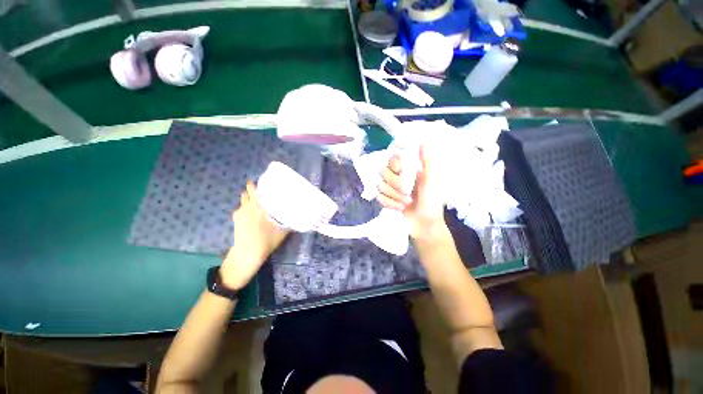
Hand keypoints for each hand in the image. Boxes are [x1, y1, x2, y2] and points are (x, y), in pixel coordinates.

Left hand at [220, 181, 289, 289]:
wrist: (248, 253)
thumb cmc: (266, 239)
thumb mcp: (283, 230)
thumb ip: (290, 221)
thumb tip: (300, 215)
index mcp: (257, 206)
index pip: (252, 189)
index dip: (254, 184)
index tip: (261, 182)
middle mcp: (246, 207)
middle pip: (245, 193)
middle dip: (251, 191)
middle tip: (262, 193)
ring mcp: (238, 214)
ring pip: (242, 202)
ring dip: (248, 200)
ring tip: (257, 203)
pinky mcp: (235, 221)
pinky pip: (240, 210)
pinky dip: (245, 209)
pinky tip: (252, 215)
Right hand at [377, 145, 447, 240]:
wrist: (425, 225)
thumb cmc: (432, 202)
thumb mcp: (433, 181)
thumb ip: (428, 162)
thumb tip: (423, 143)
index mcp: (409, 170)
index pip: (393, 158)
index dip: (393, 163)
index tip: (399, 170)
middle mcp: (398, 177)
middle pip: (383, 171)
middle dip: (394, 184)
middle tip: (406, 192)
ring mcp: (391, 189)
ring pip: (380, 185)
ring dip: (393, 196)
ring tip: (406, 203)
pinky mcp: (386, 200)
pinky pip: (379, 197)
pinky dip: (389, 204)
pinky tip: (399, 208)